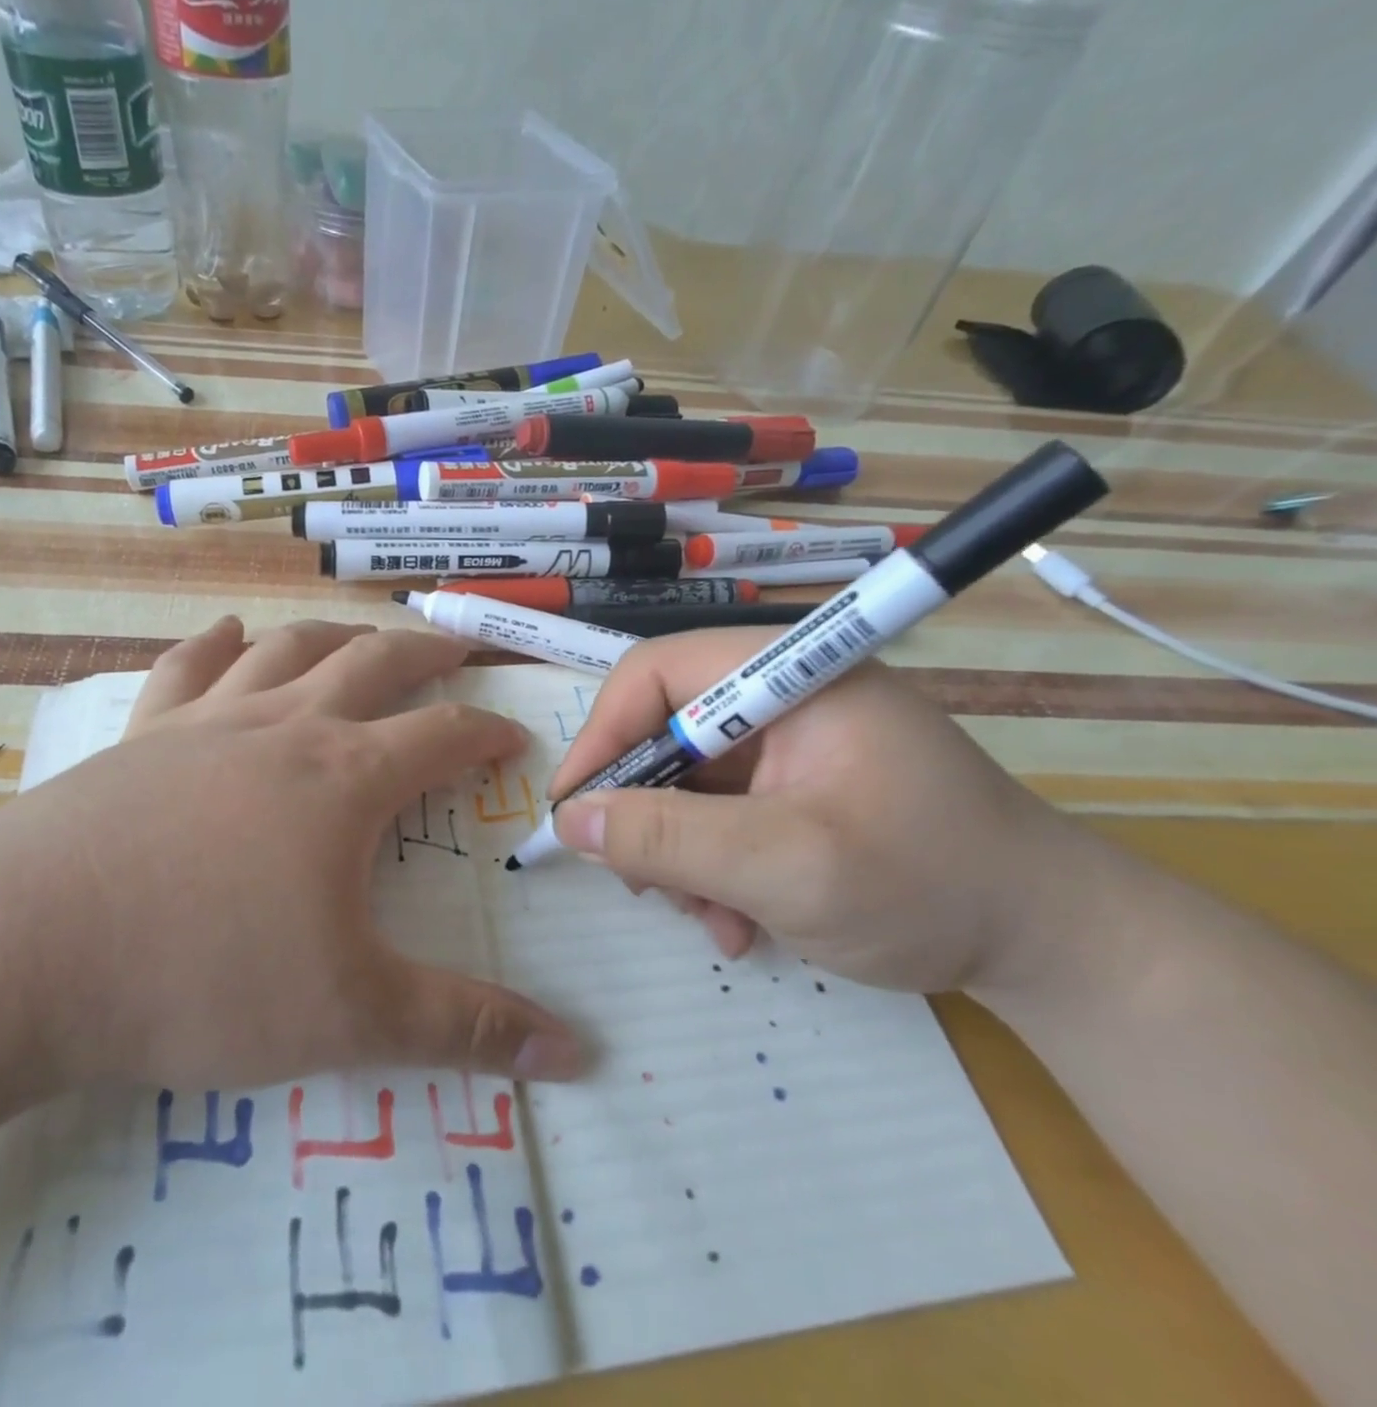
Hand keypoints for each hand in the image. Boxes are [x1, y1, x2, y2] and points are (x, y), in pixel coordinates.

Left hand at [0, 617, 584, 1095]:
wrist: (20, 952)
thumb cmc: (198, 977)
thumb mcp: (348, 1017)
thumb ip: (464, 1029)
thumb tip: (574, 1054)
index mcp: (345, 778)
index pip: (443, 737)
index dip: (487, 733)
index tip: (513, 737)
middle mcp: (285, 728)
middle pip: (373, 662)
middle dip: (425, 652)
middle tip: (457, 648)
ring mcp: (208, 721)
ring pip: (288, 648)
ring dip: (336, 634)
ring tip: (362, 634)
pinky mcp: (142, 734)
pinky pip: (189, 666)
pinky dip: (216, 643)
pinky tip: (228, 633)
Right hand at [550, 630, 1090, 994]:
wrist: (1054, 948)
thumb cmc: (929, 886)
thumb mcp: (787, 866)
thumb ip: (669, 839)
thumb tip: (569, 820)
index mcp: (787, 674)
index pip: (655, 674)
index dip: (603, 735)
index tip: (575, 811)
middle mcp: (780, 697)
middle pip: (662, 732)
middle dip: (644, 813)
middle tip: (641, 882)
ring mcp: (789, 746)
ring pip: (682, 783)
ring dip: (678, 855)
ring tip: (709, 919)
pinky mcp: (794, 790)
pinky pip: (717, 815)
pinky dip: (710, 868)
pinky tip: (738, 922)